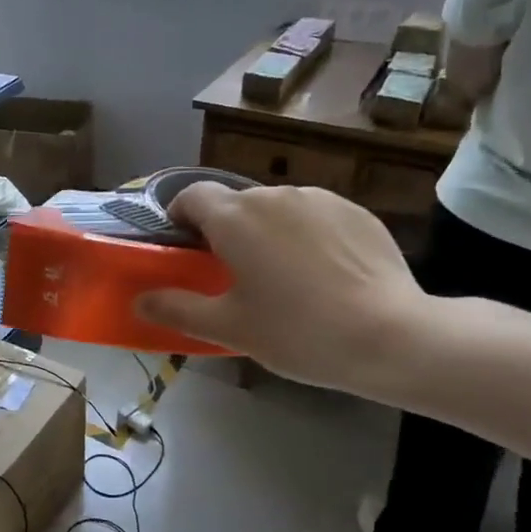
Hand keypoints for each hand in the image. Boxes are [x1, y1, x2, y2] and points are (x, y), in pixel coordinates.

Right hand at [134, 183, 431, 395]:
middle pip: (234, 204)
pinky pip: (315, 217)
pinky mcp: (357, 211)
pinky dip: (305, 237)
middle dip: (225, 231)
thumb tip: (139, 302)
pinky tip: (322, 276)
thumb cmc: (296, 331)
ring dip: (266, 233)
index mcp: (235, 218)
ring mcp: (321, 199)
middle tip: (232, 276)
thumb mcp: (228, 327)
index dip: (179, 218)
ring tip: (282, 278)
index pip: (191, 196)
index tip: (183, 250)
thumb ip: (176, 309)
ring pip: (276, 209)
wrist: (390, 336)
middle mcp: (274, 195)